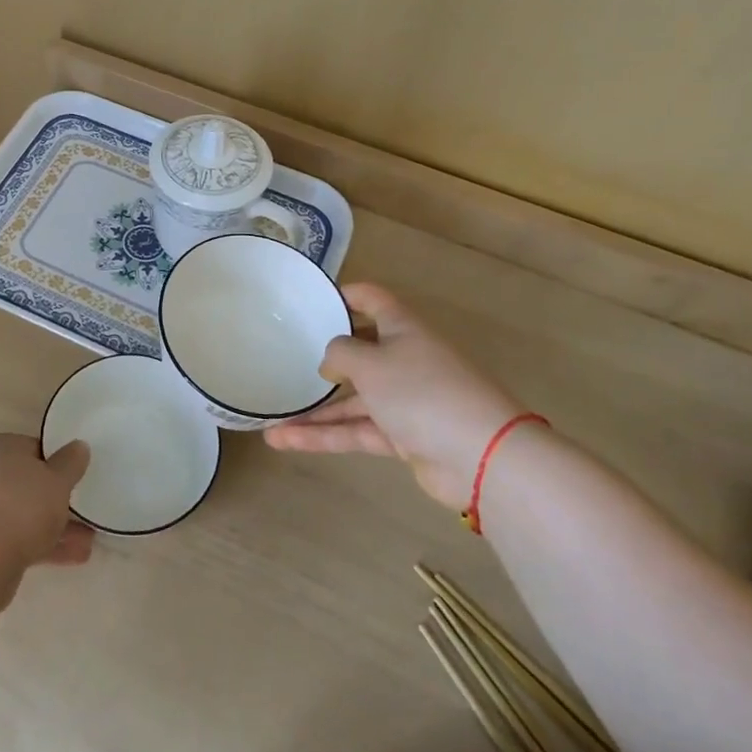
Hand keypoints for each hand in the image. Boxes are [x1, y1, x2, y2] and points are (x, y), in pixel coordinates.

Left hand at [0, 434, 94, 570]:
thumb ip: (71, 463)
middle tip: (84, 513)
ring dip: (54, 526)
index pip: (34, 448)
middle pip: (28, 484)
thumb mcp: (58, 479)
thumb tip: (79, 446)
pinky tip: (71, 558)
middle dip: (57, 500)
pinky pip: (17, 537)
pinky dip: (41, 544)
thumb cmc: (22, 505)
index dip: (58, 463)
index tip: (77, 479)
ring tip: (88, 543)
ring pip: (24, 514)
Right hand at [265, 282, 522, 508]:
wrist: (481, 457)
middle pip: (359, 350)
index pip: (371, 299)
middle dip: (323, 358)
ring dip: (314, 411)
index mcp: (403, 328)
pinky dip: (324, 436)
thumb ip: (339, 354)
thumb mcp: (371, 362)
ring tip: (270, 418)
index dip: (343, 295)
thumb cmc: (422, 391)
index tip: (310, 300)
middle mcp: (404, 358)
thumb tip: (329, 362)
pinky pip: (356, 429)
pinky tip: (285, 441)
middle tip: (283, 359)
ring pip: (351, 399)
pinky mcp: (402, 436)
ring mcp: (404, 399)